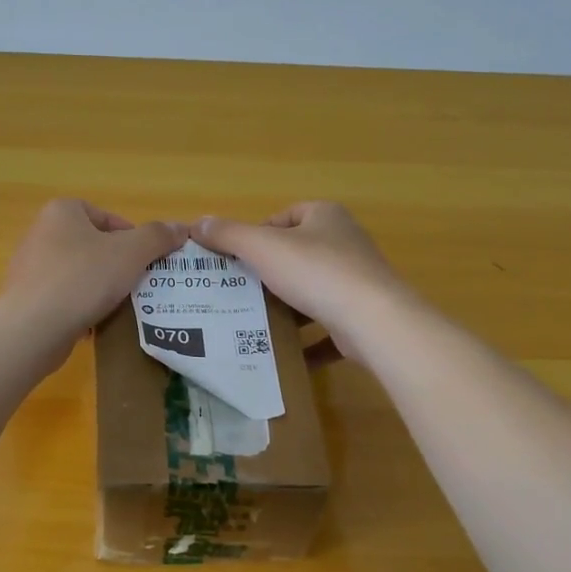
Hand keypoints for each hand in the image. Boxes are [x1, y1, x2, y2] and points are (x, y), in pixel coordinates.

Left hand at [0, 199, 187, 353]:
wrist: (32, 329)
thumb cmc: (82, 279)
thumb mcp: (131, 253)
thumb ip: (158, 237)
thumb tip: (181, 228)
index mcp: (62, 211)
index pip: (109, 218)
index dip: (134, 239)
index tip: (147, 263)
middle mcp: (41, 233)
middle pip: (95, 246)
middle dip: (119, 266)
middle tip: (139, 286)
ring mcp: (30, 267)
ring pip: (81, 274)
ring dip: (102, 289)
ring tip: (120, 307)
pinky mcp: (27, 299)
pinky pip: (65, 298)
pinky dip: (82, 308)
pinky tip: (95, 324)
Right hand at [193, 202, 413, 364]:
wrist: (373, 320)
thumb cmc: (315, 272)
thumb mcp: (262, 247)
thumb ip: (229, 235)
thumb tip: (198, 223)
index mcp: (325, 217)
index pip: (286, 217)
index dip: (259, 234)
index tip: (237, 259)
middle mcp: (346, 243)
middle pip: (298, 254)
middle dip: (269, 273)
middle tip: (239, 291)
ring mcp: (358, 281)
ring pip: (313, 291)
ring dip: (288, 307)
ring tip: (255, 321)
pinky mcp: (364, 315)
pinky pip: (328, 326)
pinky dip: (308, 340)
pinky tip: (286, 354)